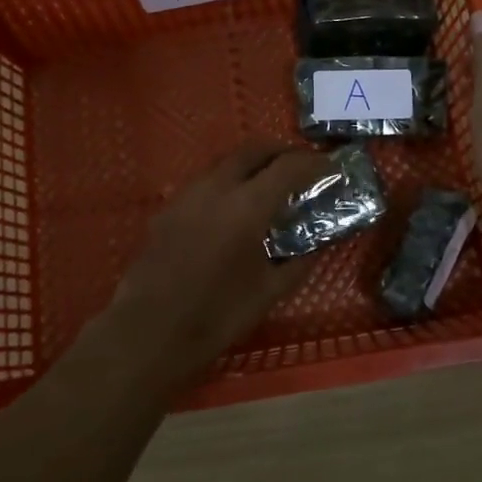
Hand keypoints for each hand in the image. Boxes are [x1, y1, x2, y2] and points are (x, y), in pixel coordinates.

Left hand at [102, 142, 330, 383]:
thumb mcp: (270, 292)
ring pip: (226, 161)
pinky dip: (228, 181)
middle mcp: (216, 187)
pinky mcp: (168, 208)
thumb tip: (318, 244)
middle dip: (282, 152)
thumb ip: (299, 262)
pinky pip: (206, 181)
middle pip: (254, 150)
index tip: (332, 168)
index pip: (289, 167)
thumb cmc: (217, 315)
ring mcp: (187, 194)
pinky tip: (233, 208)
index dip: (315, 164)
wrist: (149, 332)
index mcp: (247, 206)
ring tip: (270, 185)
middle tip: (301, 167)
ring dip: (253, 163)